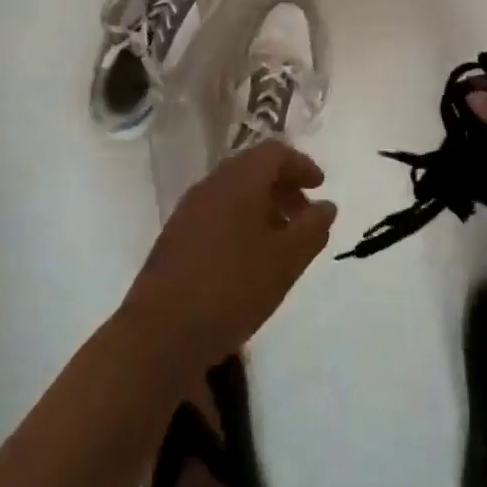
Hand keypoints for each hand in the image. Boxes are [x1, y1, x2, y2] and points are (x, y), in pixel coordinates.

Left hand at [122, 141, 336, 369]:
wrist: (160, 333)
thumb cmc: (231, 289)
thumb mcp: (285, 261)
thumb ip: (311, 229)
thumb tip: (326, 205)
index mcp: (238, 181)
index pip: (274, 153)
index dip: (301, 165)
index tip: (321, 187)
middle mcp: (211, 185)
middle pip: (252, 169)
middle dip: (283, 186)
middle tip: (305, 215)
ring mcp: (188, 210)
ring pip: (233, 192)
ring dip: (262, 206)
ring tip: (281, 240)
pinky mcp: (175, 237)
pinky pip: (216, 213)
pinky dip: (240, 221)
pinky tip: (249, 258)